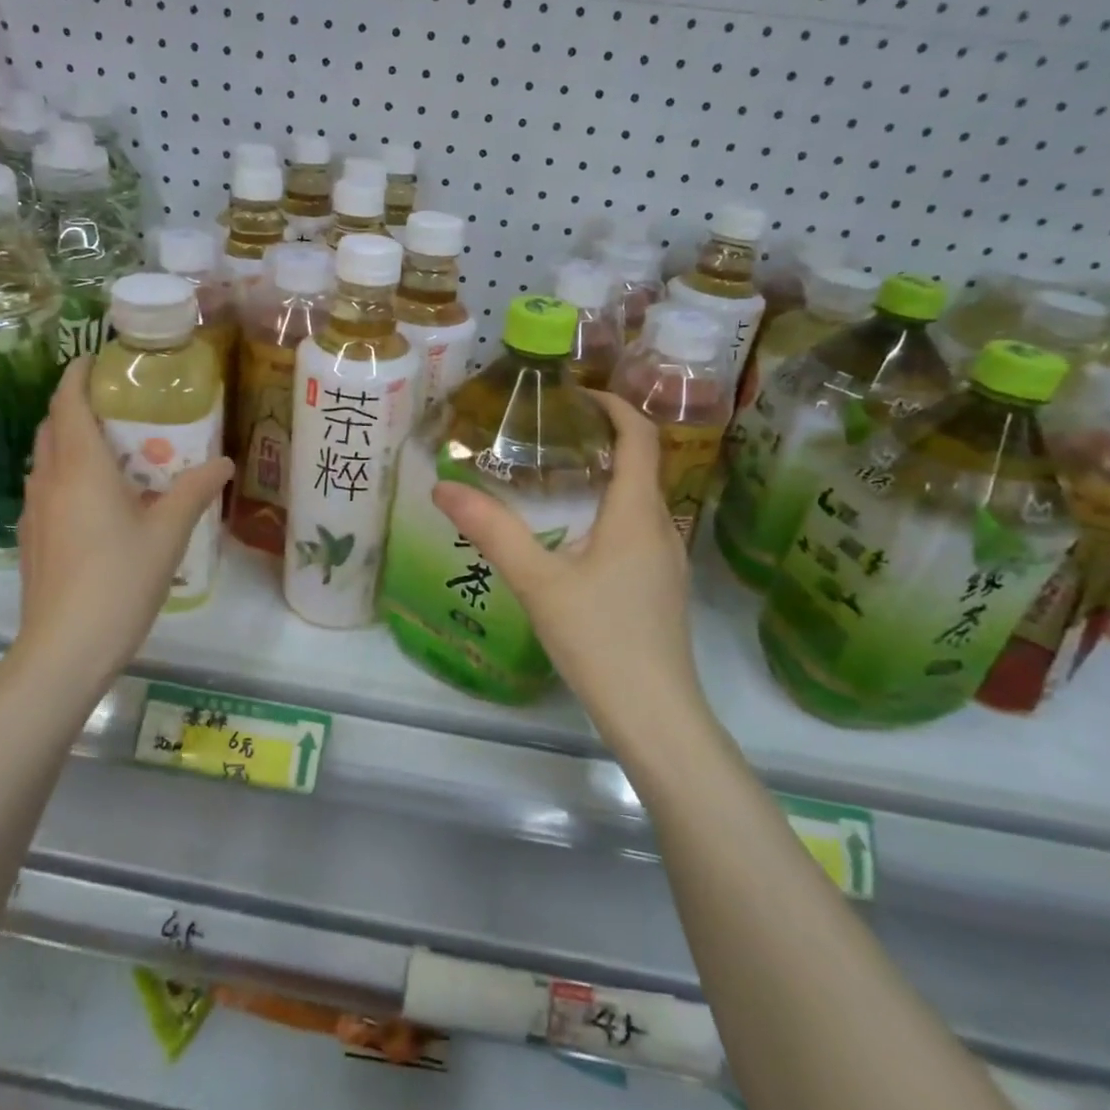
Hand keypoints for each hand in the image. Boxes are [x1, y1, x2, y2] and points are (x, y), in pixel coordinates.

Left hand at [8, 359, 233, 685]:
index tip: (97, 359)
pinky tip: (98, 501)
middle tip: (118, 406)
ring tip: (113, 450)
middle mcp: (50, 480)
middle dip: (77, 406)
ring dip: (70, 441)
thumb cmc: (119, 582)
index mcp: (81, 468)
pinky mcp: (32, 538)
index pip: (68, 403)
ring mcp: (35, 511)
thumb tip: (224, 462)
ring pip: (46, 458)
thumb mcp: (168, 534)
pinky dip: (67, 474)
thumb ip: (195, 491)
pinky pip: (47, 488)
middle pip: (52, 426)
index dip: (78, 375)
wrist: (64, 649)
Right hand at [431, 393, 706, 747]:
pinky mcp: (661, 586)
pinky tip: (574, 534)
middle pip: (641, 463)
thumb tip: (443, 487)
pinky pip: (638, 527)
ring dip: (605, 476)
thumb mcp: (537, 582)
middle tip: (549, 432)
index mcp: (638, 513)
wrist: (655, 715)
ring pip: (639, 498)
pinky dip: (609, 509)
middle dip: (602, 438)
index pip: (641, 436)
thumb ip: (492, 531)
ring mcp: (667, 559)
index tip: (575, 394)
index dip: (614, 405)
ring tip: (555, 476)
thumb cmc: (600, 639)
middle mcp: (662, 527)